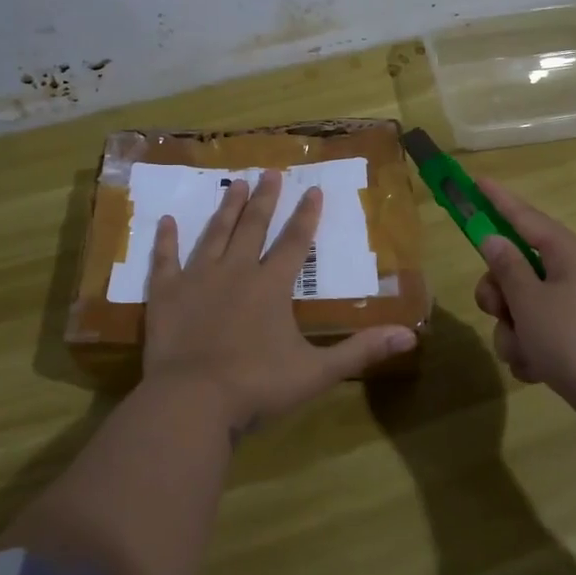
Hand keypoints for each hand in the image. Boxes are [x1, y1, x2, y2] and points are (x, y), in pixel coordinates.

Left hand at [142, 169, 418, 433]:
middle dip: (265, 199)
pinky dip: (166, 240)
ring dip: (226, 209)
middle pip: (253, 227)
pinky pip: (165, 260)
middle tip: (270, 172)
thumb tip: (411, 334)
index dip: (306, 215)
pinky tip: (166, 220)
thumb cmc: (257, 386)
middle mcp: (236, 272)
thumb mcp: (317, 372)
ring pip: (215, 234)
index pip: (295, 242)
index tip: (313, 189)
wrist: (192, 402)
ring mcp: (197, 279)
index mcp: (271, 286)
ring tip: (235, 184)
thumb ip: (361, 350)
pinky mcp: (166, 294)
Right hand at [472, 176, 575, 449]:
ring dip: (513, 331)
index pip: (525, 217)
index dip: (497, 200)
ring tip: (524, 353)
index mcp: (570, 254)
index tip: (475, 181)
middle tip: (497, 310)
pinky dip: (530, 350)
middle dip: (500, 293)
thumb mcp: (530, 301)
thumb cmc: (575, 342)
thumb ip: (507, 267)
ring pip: (523, 306)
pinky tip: (536, 371)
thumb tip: (494, 238)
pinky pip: (539, 333)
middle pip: (518, 268)